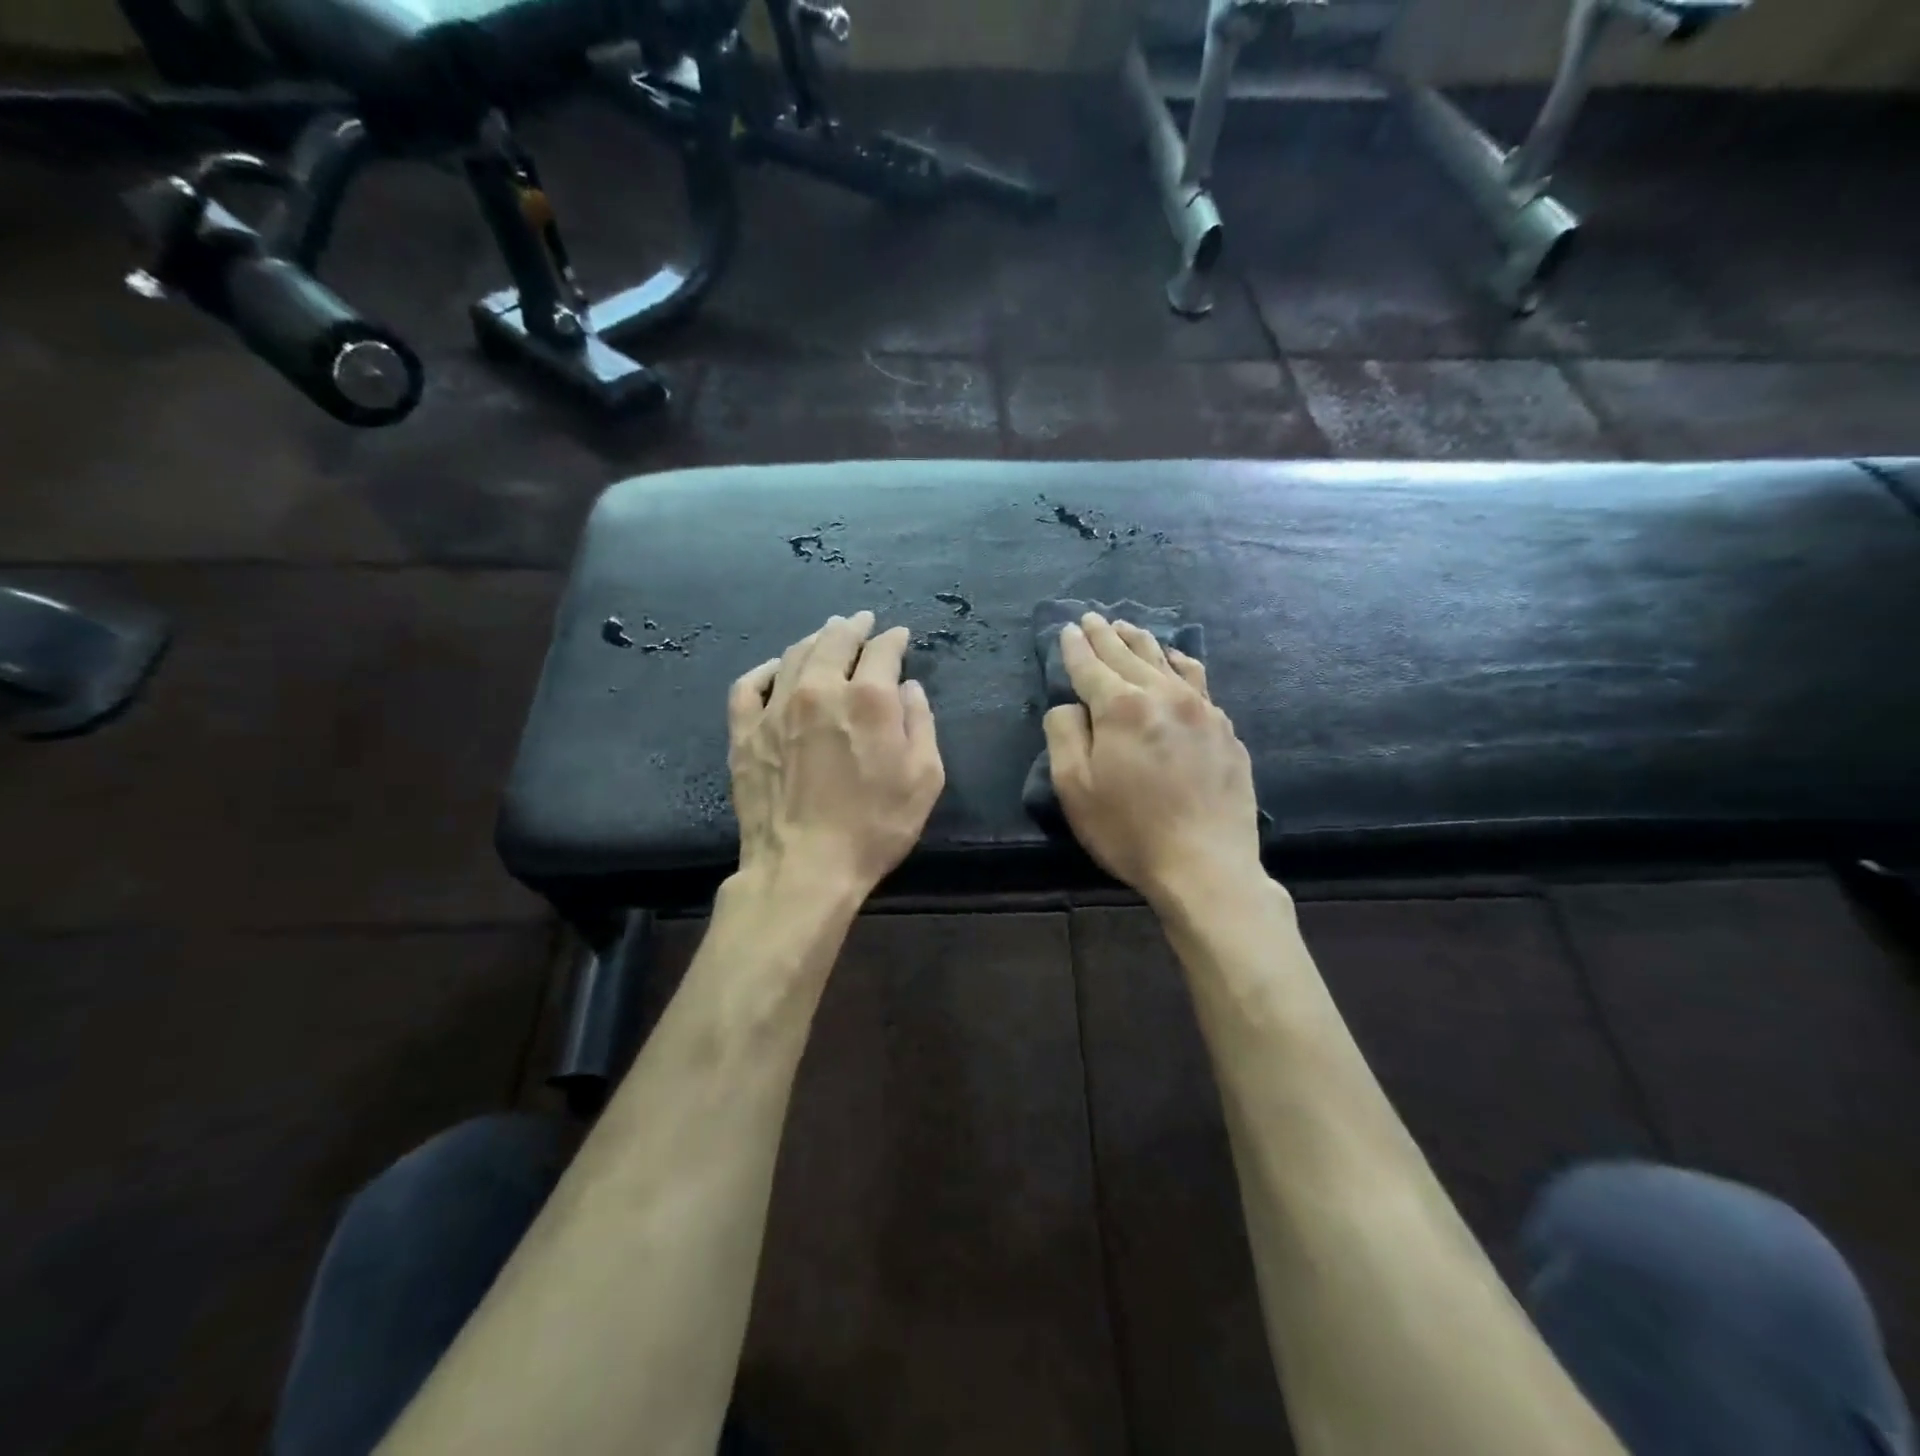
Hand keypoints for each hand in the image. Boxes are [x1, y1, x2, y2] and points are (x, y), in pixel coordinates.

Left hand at [729, 611, 944, 898]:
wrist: (804, 868)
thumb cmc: (875, 827)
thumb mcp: (924, 779)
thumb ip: (921, 724)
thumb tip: (908, 688)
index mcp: (868, 698)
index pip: (882, 650)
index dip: (893, 639)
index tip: (898, 636)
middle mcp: (820, 690)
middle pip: (835, 640)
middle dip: (852, 626)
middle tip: (860, 620)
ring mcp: (775, 708)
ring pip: (794, 655)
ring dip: (815, 639)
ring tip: (825, 635)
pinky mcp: (744, 732)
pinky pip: (749, 685)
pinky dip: (765, 670)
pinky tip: (776, 669)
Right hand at [1044, 613, 1261, 903]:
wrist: (1206, 866)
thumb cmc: (1129, 830)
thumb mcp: (1074, 788)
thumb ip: (1064, 734)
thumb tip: (1070, 704)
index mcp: (1121, 707)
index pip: (1090, 666)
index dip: (1075, 647)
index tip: (1068, 629)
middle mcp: (1163, 695)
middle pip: (1128, 655)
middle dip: (1106, 635)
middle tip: (1093, 619)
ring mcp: (1201, 710)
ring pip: (1166, 661)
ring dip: (1142, 641)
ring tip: (1128, 627)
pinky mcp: (1225, 730)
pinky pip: (1198, 681)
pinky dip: (1180, 663)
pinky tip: (1177, 660)